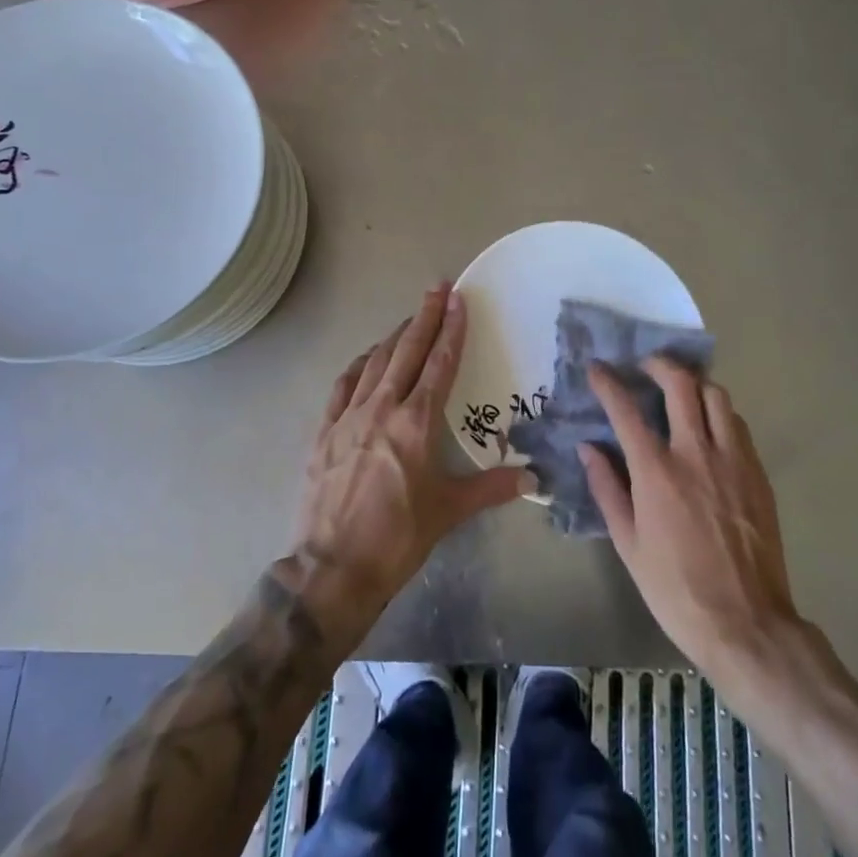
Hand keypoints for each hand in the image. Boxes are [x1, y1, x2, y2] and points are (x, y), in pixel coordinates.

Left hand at [288, 283, 530, 644]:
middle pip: (407, 350)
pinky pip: (344, 384)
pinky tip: (368, 358)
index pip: (440, 363)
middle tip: (438, 287)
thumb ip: (491, 487)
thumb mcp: (449, 511)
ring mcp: (349, 415)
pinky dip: (360, 364)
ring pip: (376, 361)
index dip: (451, 329)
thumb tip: (532, 476)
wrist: (331, 568)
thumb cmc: (397, 538)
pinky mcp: (324, 430)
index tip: (458, 299)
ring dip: (396, 335)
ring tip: (410, 318)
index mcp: (417, 422)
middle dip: (425, 316)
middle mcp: (383, 407)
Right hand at [581, 357, 813, 703]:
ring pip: (716, 395)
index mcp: (656, 471)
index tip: (597, 368)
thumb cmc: (676, 589)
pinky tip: (711, 429)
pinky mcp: (757, 473)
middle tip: (646, 367)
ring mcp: (732, 459)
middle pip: (679, 383)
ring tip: (682, 392)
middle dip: (658, 364)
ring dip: (694, 384)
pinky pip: (737, 424)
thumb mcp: (628, 544)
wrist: (747, 625)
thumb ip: (607, 489)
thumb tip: (588, 448)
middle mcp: (695, 452)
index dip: (607, 382)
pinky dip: (719, 414)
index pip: (626, 409)